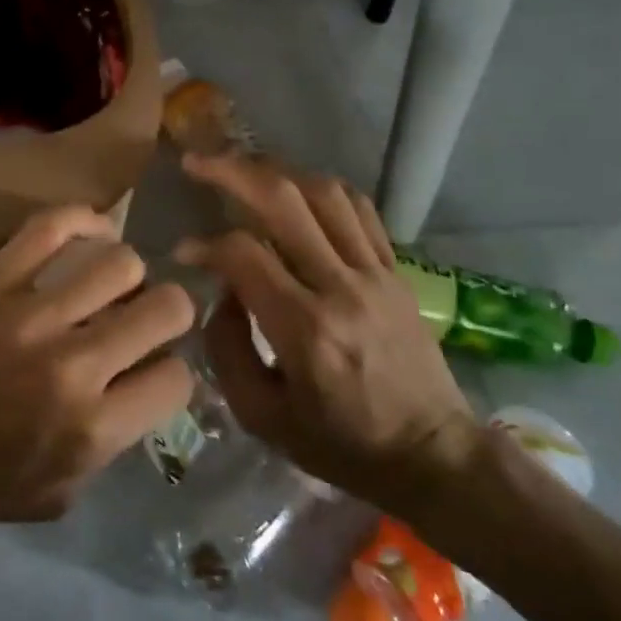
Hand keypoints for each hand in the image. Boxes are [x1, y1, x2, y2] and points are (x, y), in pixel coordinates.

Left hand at [0, 207, 195, 525]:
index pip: (177, 378)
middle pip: (166, 309)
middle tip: (142, 315)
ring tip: (106, 281)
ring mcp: (33, 314)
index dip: (170, 369)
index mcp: (91, 430)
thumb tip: (135, 392)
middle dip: (167, 310)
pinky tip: (91, 230)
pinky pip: (53, 227)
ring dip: (124, 273)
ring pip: (120, 262)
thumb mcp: (53, 497)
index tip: (149, 365)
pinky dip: (83, 221)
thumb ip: (106, 449)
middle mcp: (75, 366)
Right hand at [175, 154, 482, 521]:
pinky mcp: (396, 271)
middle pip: (283, 201)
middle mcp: (341, 288)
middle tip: (197, 163)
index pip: (244, 254)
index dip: (205, 244)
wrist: (435, 457)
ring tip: (242, 169)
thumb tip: (223, 292)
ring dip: (276, 171)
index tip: (185, 251)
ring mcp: (375, 274)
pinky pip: (359, 209)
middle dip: (231, 171)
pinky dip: (322, 189)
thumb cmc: (342, 446)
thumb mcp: (262, 418)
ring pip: (323, 193)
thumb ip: (227, 349)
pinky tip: (296, 189)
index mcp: (305, 330)